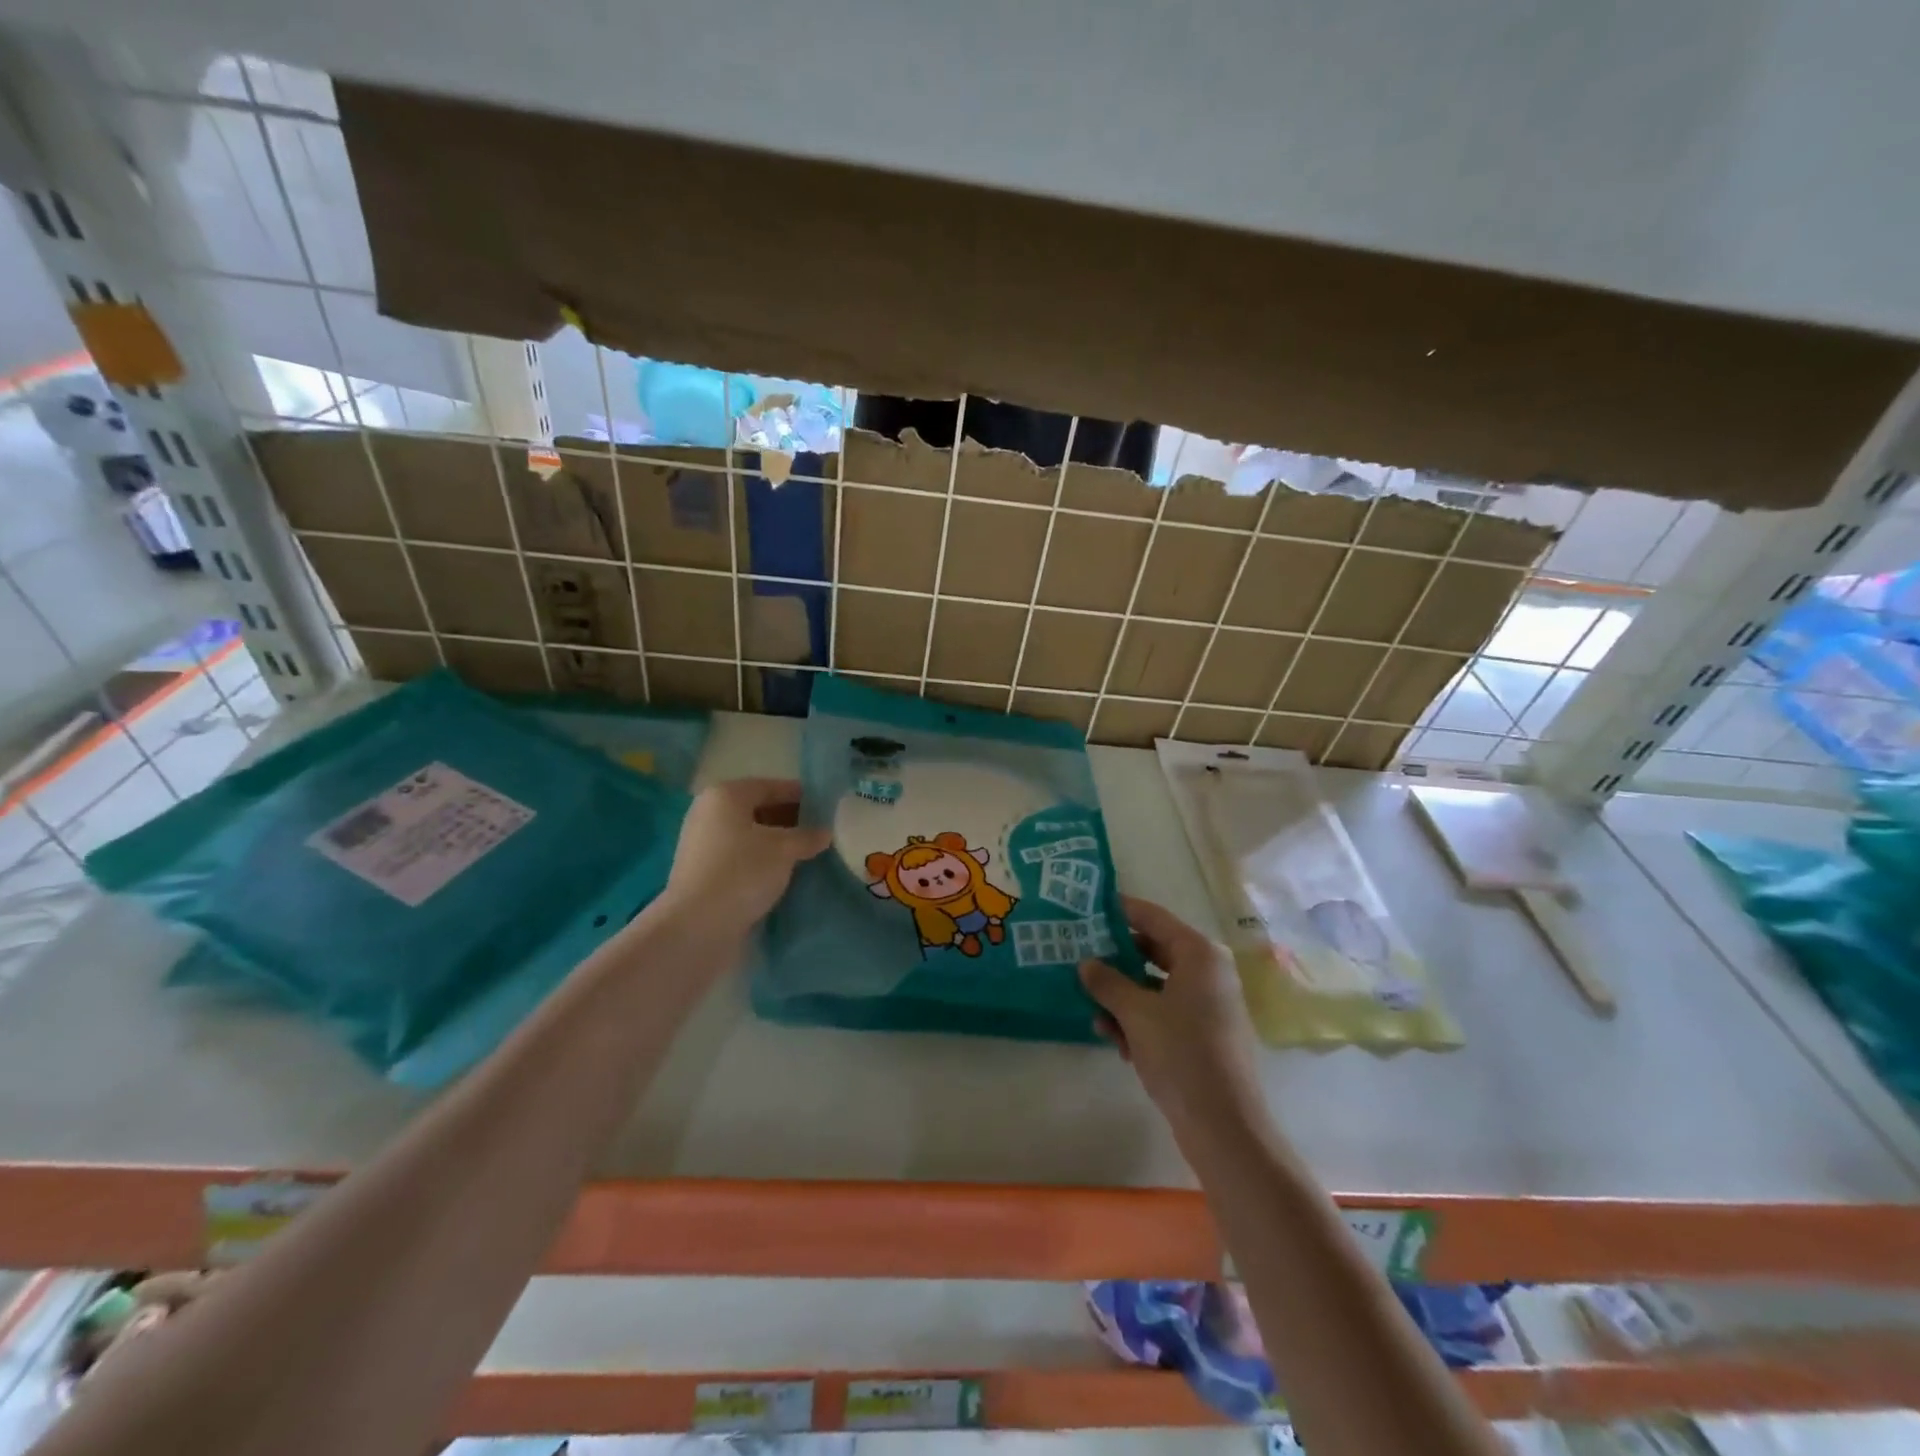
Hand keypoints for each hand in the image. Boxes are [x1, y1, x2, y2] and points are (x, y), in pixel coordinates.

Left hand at [662, 778, 830, 931]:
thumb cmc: (742, 873)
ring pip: (750, 836)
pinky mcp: (702, 872)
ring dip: (777, 844)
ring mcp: (703, 844)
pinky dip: (761, 861)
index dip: (802, 796)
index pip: (772, 787)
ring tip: (808, 856)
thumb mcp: (784, 850)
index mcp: (725, 795)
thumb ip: (807, 836)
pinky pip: (740, 857)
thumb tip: (824, 832)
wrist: (697, 927)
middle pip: (759, 809)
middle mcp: (709, 813)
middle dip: (790, 821)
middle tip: (821, 834)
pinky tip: (784, 874)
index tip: (828, 809)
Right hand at [1081, 896, 1265, 1141]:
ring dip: (1122, 995)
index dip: (1120, 910)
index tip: (1087, 907)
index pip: (1153, 917)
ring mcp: (1208, 1004)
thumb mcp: (1136, 1013)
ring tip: (1091, 1008)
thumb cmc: (1181, 1054)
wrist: (1223, 1125)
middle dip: (1116, 958)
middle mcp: (1208, 972)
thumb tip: (1086, 963)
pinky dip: (1139, 1019)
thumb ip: (1108, 982)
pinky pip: (1164, 1012)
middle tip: (1078, 955)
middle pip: (1153, 951)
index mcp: (1199, 954)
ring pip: (1155, 985)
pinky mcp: (1203, 1033)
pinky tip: (1113, 1038)